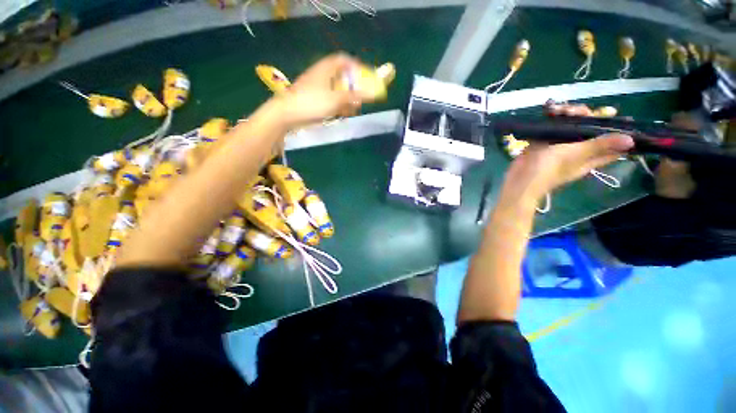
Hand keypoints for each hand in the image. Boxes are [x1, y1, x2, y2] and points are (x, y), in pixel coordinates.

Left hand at [273, 53, 374, 128]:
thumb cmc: (312, 103)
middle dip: (352, 89)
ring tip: (348, 112)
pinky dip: (336, 106)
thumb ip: (354, 96)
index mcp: (326, 69)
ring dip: (344, 101)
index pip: (343, 60)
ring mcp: (316, 88)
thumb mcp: (336, 99)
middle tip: (358, 100)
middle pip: (341, 77)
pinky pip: (329, 100)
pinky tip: (338, 116)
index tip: (365, 77)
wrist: (287, 114)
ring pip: (335, 91)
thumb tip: (372, 94)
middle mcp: (321, 75)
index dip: (356, 66)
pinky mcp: (313, 99)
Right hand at [505, 100, 632, 196]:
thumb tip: (630, 140)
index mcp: (591, 156)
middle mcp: (578, 149)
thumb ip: (600, 145)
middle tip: (573, 111)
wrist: (520, 178)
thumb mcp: (575, 155)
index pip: (611, 142)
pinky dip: (552, 118)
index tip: (614, 114)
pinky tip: (548, 111)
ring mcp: (560, 146)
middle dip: (585, 115)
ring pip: (571, 125)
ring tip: (555, 110)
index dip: (616, 129)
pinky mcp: (544, 142)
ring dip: (567, 114)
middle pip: (589, 128)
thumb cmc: (548, 169)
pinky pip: (553, 127)